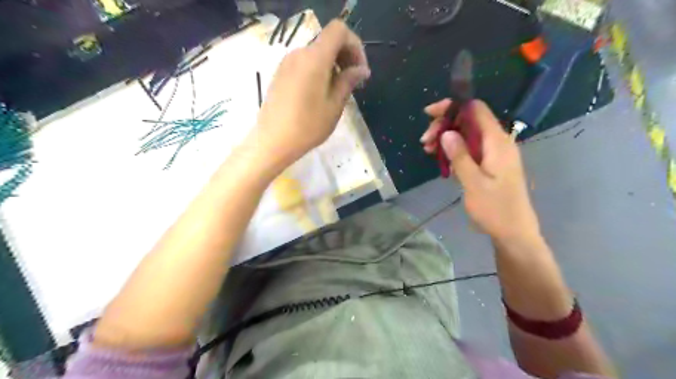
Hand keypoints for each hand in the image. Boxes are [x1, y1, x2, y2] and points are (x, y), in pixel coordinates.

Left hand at [253, 19, 368, 166]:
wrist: (273, 141)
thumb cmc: (307, 126)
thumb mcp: (334, 105)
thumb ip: (348, 81)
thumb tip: (361, 69)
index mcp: (315, 58)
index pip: (339, 31)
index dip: (355, 45)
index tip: (360, 70)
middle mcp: (299, 54)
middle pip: (327, 41)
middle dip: (345, 56)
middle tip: (353, 82)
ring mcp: (286, 63)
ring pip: (316, 53)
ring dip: (332, 65)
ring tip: (337, 91)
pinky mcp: (280, 74)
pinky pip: (304, 63)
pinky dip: (318, 70)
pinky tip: (320, 93)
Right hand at [422, 100, 538, 243]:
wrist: (514, 232)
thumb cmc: (495, 209)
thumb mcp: (474, 183)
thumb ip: (460, 156)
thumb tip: (446, 132)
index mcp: (497, 142)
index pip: (475, 109)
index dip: (452, 106)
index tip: (430, 114)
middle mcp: (497, 142)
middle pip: (469, 120)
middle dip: (444, 125)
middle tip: (424, 142)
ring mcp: (494, 153)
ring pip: (467, 135)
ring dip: (446, 138)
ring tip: (428, 150)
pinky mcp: (490, 164)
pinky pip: (470, 148)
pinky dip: (454, 150)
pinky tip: (441, 160)